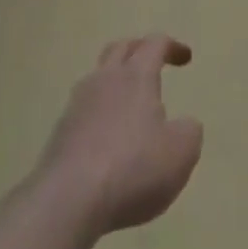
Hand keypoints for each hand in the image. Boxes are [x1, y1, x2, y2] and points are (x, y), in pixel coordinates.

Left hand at [37, 35, 203, 236]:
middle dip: (138, 50)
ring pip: (96, 80)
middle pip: (120, 49)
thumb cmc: (133, 169)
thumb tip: (183, 125)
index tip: (186, 59)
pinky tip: (107, 141)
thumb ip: (189, 131)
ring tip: (129, 105)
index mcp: (136, 76)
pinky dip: (99, 117)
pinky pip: (83, 113)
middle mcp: (104, 81)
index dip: (172, 47)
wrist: (66, 204)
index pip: (155, 44)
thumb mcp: (181, 152)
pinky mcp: (58, 138)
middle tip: (153, 63)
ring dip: (114, 83)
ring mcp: (76, 108)